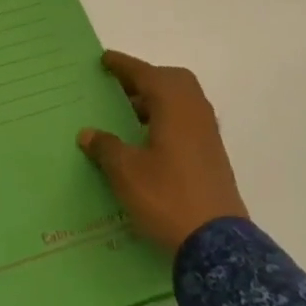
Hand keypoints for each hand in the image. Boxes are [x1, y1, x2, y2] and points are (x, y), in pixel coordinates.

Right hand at [78, 51, 248, 255]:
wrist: (217, 245)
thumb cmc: (167, 197)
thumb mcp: (125, 172)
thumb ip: (106, 147)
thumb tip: (88, 133)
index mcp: (174, 106)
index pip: (146, 73)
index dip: (123, 65)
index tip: (104, 60)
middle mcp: (195, 113)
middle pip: (172, 82)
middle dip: (146, 80)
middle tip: (120, 89)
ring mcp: (208, 136)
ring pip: (182, 103)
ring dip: (157, 101)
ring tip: (129, 116)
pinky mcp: (213, 157)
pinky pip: (187, 122)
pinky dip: (167, 120)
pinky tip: (148, 141)